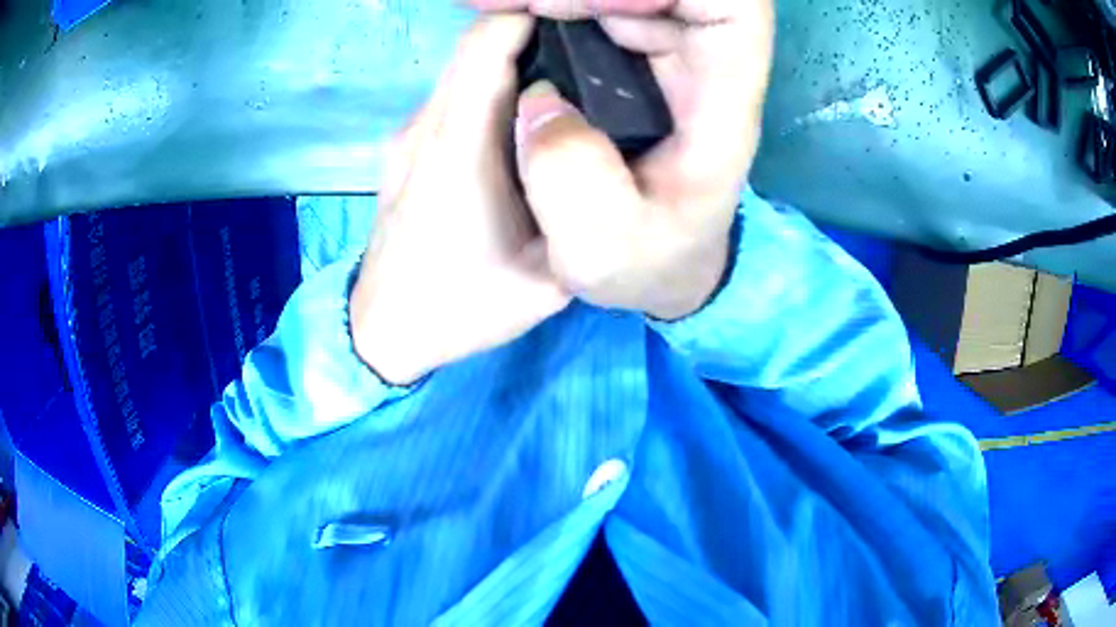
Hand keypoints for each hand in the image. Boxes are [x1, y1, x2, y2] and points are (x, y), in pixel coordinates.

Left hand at [350, 15, 570, 385]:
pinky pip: (450, 97)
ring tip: (556, 95)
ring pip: (461, 70)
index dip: (530, 22)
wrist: (386, 331)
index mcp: (459, 148)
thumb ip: (575, 209)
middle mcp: (425, 127)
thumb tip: (589, 155)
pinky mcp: (403, 149)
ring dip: (508, 67)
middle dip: (530, 40)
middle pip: (473, 48)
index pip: (485, 45)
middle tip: (582, 63)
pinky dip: (486, 91)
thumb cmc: (463, 306)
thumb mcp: (548, 275)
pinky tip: (515, 126)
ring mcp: (407, 136)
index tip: (579, 31)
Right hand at [473, 0, 774, 319]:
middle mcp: (702, 56)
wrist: (656, 259)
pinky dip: (543, 1)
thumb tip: (540, 103)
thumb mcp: (606, 254)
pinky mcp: (627, 44)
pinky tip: (495, 9)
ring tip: (487, 5)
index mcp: (723, 99)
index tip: (581, 7)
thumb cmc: (648, 259)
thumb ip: (575, 190)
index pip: (729, 4)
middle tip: (505, 5)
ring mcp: (664, 43)